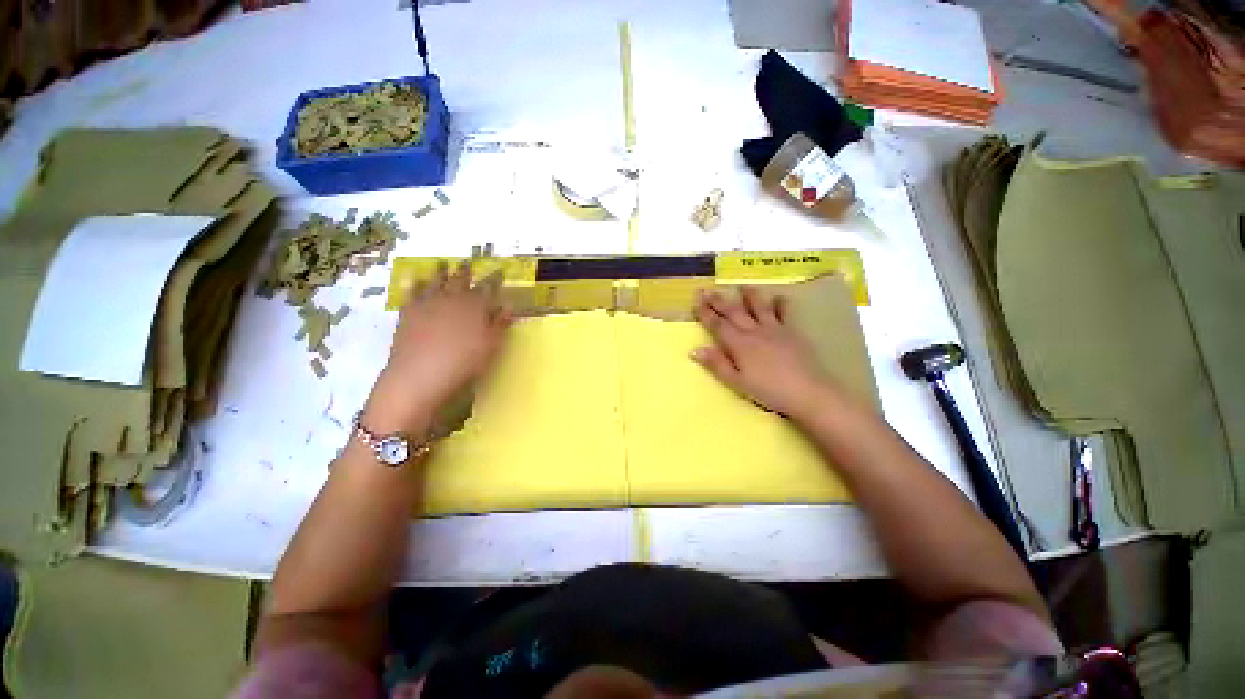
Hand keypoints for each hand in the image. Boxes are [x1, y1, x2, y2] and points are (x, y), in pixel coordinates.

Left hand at [364, 262, 509, 433]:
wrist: (420, 375)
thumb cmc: (464, 362)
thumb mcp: (491, 345)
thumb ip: (500, 323)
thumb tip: (509, 305)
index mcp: (474, 306)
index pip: (488, 287)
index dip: (495, 278)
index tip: (500, 270)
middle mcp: (452, 299)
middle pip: (460, 280)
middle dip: (466, 271)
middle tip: (468, 261)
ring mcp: (427, 304)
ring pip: (436, 282)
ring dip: (440, 272)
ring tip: (442, 263)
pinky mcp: (408, 313)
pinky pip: (412, 293)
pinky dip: (415, 284)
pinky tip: (415, 279)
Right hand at [693, 287, 834, 419]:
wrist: (807, 392)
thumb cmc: (768, 391)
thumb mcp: (737, 382)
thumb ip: (717, 365)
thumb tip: (695, 350)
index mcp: (739, 344)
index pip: (718, 325)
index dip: (705, 313)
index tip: (696, 301)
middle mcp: (754, 331)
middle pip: (734, 312)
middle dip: (719, 301)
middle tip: (708, 289)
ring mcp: (774, 329)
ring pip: (759, 307)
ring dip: (749, 295)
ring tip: (742, 285)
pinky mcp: (792, 332)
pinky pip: (784, 313)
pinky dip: (781, 304)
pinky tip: (779, 297)